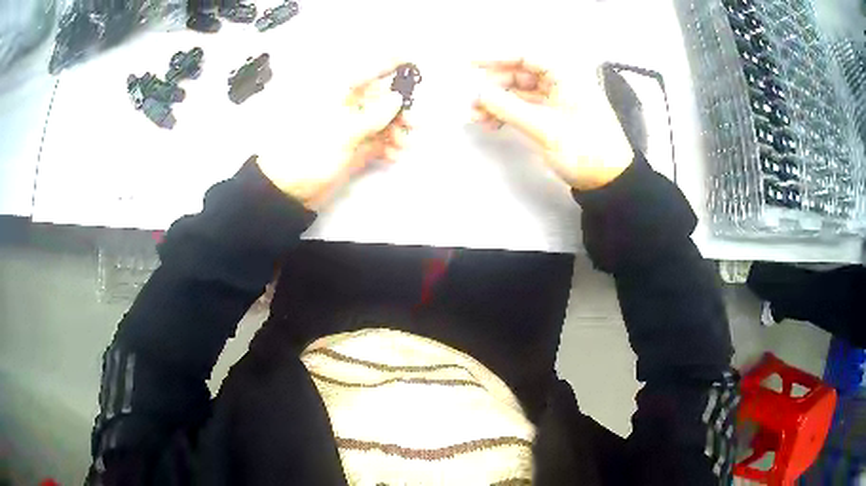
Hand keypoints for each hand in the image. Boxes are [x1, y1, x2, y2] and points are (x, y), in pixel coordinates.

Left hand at [255, 62, 411, 208]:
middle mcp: (347, 105)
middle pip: (383, 97)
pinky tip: (394, 154)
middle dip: (401, 108)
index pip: (369, 68)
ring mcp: (352, 126)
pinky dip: (389, 146)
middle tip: (415, 123)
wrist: (288, 190)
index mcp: (338, 92)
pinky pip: (379, 140)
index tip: (415, 63)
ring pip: (384, 120)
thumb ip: (373, 114)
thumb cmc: (308, 153)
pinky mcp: (354, 147)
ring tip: (404, 145)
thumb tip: (397, 98)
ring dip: (398, 130)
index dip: (392, 62)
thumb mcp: (342, 131)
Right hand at [472, 59, 634, 190]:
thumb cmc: (584, 150)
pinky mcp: (554, 117)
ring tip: (476, 118)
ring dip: (497, 102)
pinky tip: (492, 124)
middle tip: (472, 102)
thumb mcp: (545, 129)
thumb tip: (477, 93)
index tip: (470, 64)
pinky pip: (525, 108)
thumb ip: (508, 108)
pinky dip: (508, 114)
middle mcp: (561, 83)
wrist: (610, 183)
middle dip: (494, 86)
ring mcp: (557, 100)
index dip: (496, 57)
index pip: (527, 56)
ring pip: (520, 93)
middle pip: (520, 74)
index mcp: (567, 76)